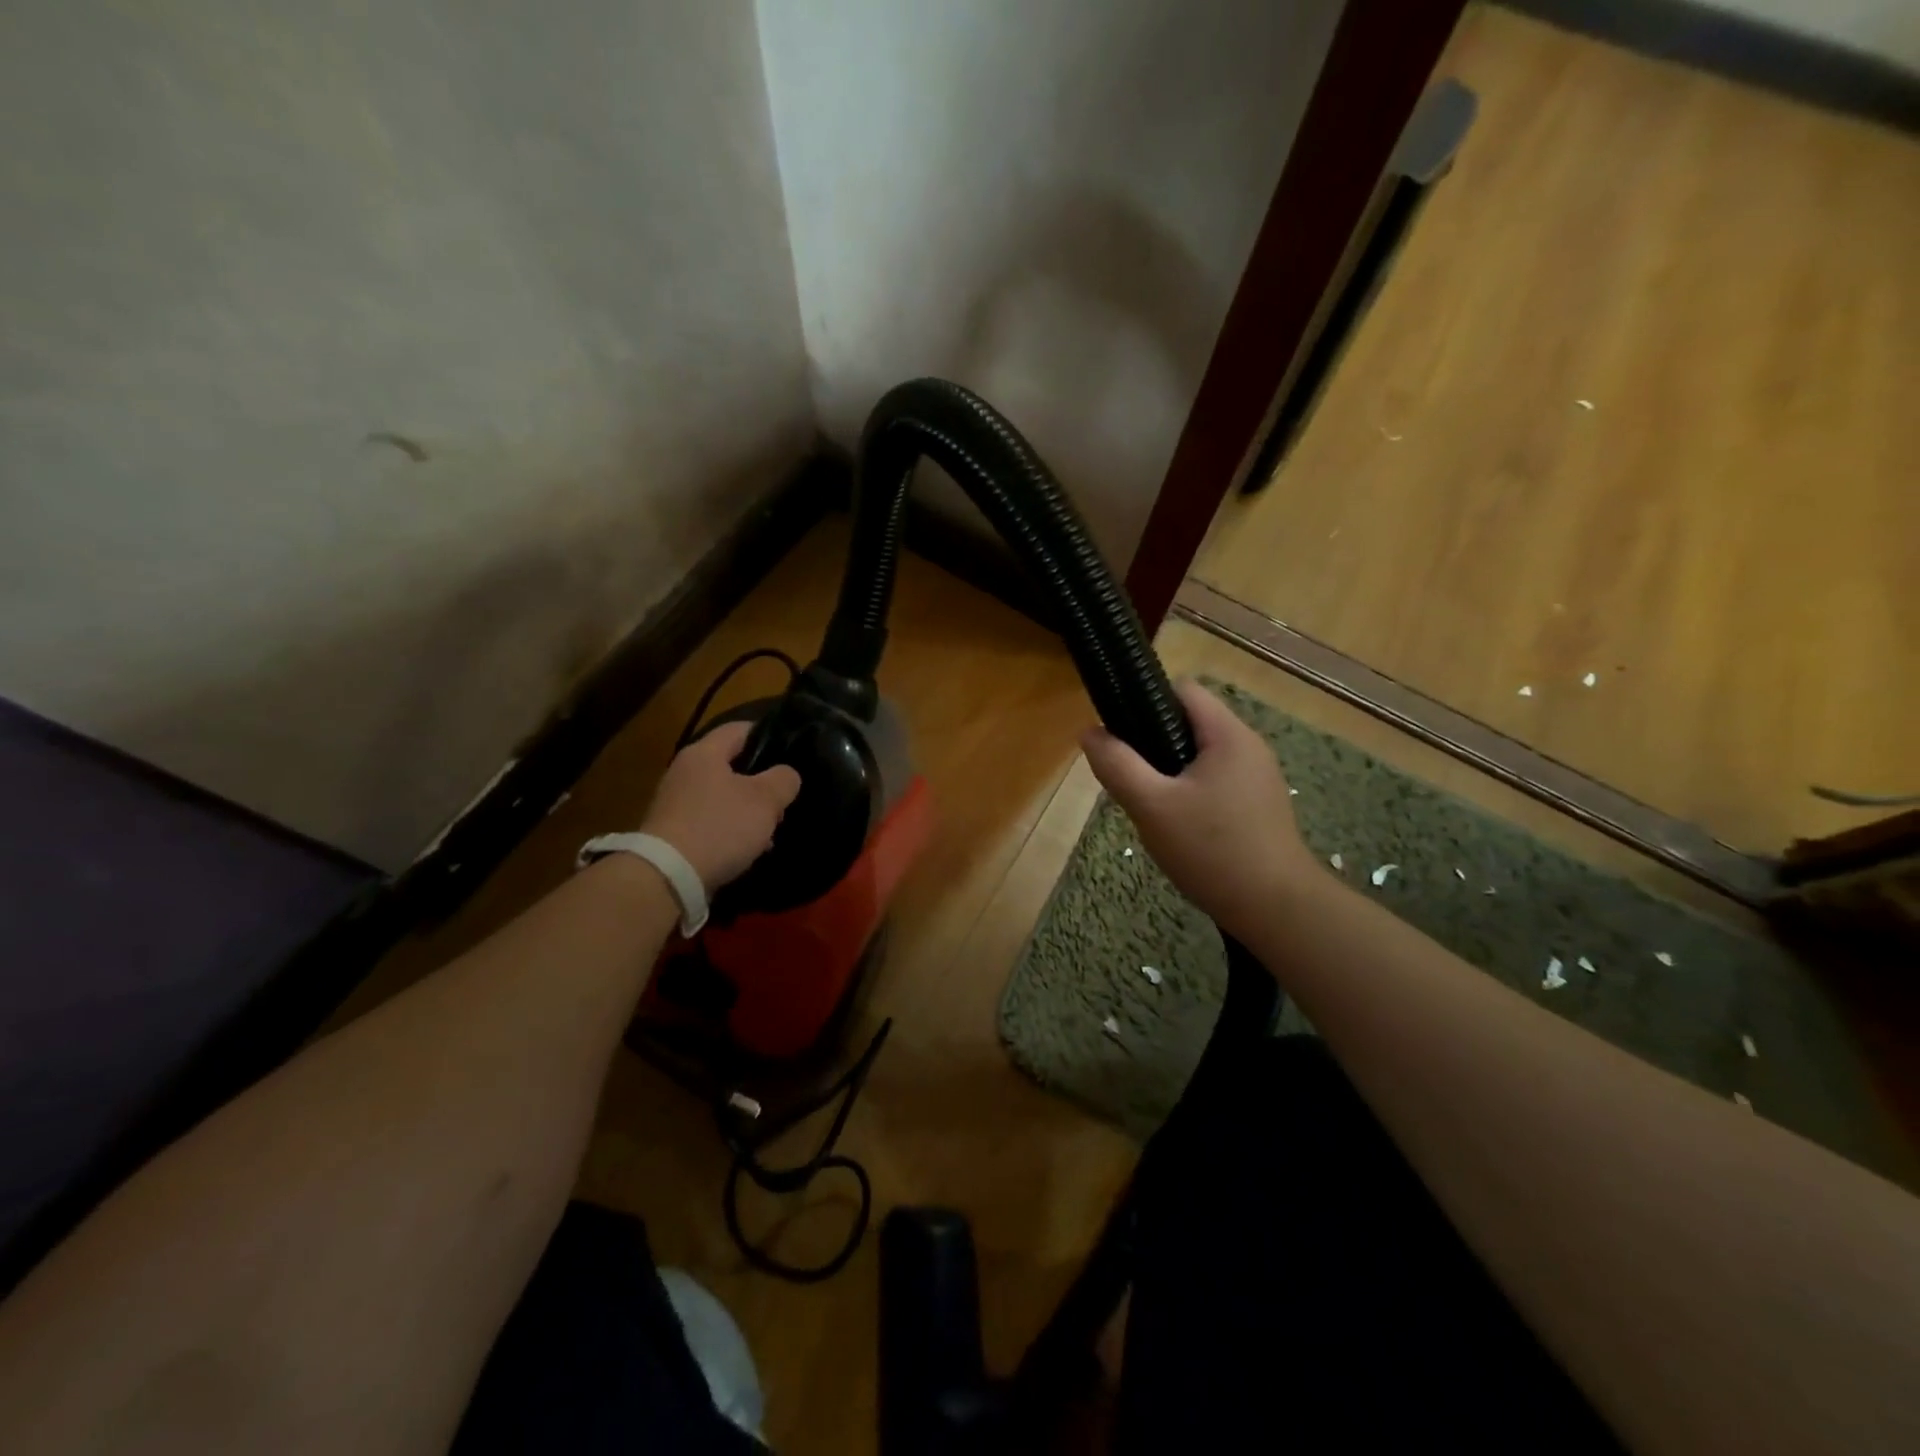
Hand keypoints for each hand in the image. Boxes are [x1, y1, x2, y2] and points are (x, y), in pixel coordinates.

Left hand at [640, 720, 801, 892]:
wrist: (668, 877)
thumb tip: (786, 775)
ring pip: (723, 796)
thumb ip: (784, 779)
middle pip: (732, 765)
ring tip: (770, 829)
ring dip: (747, 810)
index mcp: (704, 753)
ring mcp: (675, 803)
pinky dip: (730, 830)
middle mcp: (684, 771)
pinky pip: (710, 822)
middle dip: (761, 782)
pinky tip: (747, 849)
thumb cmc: (720, 826)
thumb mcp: (765, 800)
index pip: (741, 728)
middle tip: (784, 798)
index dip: (769, 735)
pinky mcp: (672, 832)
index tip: (792, 751)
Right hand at [1081, 680, 1316, 941]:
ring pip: (1200, 756)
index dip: (1146, 700)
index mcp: (1228, 735)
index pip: (1183, 690)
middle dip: (1153, 743)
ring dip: (1169, 772)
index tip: (1120, 733)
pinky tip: (1177, 826)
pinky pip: (1215, 782)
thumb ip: (1117, 765)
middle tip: (1130, 778)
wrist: (1276, 910)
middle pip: (1190, 723)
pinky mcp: (1258, 806)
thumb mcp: (1151, 806)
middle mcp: (1248, 747)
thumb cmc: (1212, 850)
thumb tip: (1089, 732)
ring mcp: (1257, 777)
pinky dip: (1190, 792)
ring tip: (1149, 805)